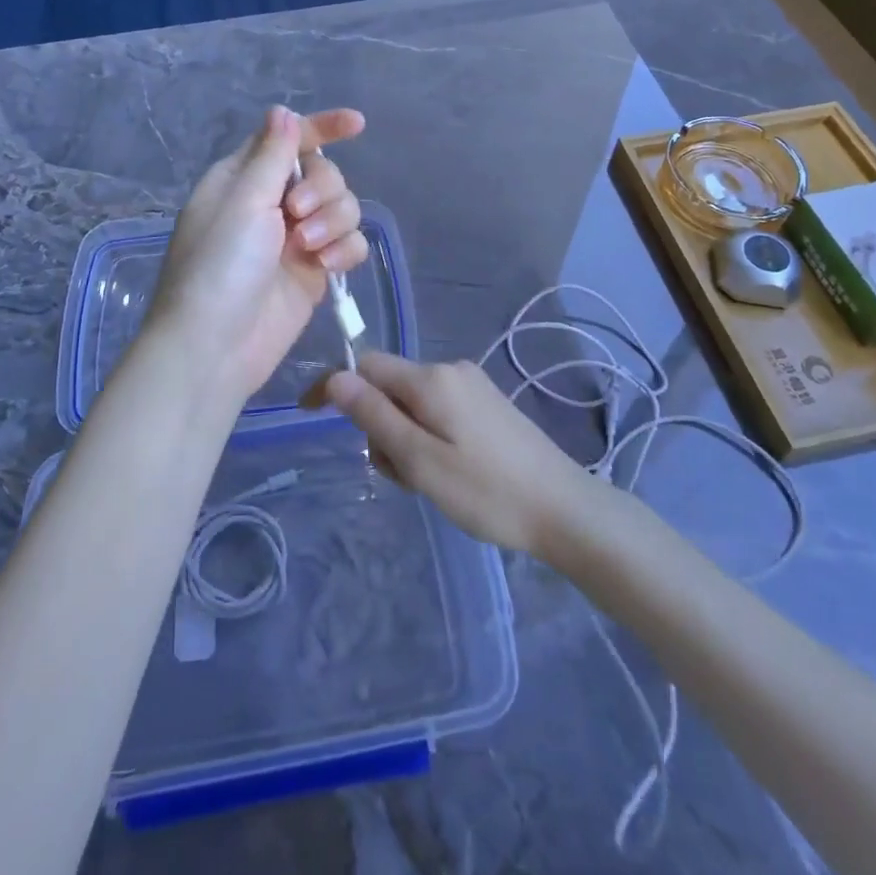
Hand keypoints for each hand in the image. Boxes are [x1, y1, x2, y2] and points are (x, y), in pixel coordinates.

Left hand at [149, 105, 369, 407]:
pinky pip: (348, 244)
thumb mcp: (243, 201)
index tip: (357, 125)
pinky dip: (343, 250)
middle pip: (324, 173)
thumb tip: (282, 111)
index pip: (288, 139)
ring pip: (342, 208)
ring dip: (333, 221)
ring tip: (309, 249)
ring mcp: (295, 239)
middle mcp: (271, 203)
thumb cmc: (218, 267)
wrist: (214, 347)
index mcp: (244, 178)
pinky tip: (326, 267)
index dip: (323, 128)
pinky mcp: (314, 271)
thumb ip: (271, 155)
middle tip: (298, 214)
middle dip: (323, 189)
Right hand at [324, 353, 605, 556]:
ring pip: (413, 404)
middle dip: (380, 426)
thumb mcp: (420, 460)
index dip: (335, 386)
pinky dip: (428, 438)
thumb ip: (375, 416)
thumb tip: (335, 378)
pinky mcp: (488, 405)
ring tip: (431, 481)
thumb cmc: (487, 491)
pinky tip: (451, 473)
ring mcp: (473, 386)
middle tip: (403, 474)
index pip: (366, 365)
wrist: (565, 509)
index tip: (310, 414)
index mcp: (431, 378)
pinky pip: (438, 412)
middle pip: (390, 387)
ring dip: (405, 438)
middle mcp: (451, 370)